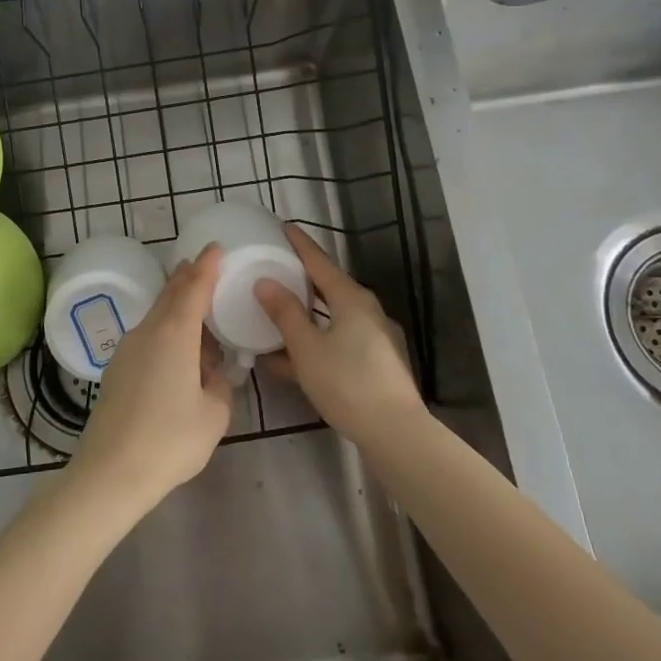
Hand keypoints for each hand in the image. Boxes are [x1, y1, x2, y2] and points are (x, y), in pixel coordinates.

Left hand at [66, 247, 233, 512]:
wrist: (110, 472)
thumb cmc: (170, 440)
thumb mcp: (213, 415)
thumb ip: (218, 387)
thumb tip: (209, 376)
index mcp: (175, 334)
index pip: (193, 288)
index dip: (206, 266)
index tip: (214, 247)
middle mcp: (148, 332)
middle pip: (169, 295)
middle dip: (187, 279)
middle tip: (202, 266)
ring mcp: (127, 350)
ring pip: (156, 318)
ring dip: (177, 311)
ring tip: (199, 322)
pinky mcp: (116, 370)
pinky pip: (147, 338)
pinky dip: (165, 334)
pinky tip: (177, 358)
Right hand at [254, 226, 424, 444]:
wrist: (396, 433)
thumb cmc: (347, 383)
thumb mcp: (307, 348)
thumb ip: (285, 313)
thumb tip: (265, 282)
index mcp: (351, 298)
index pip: (319, 261)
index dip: (299, 244)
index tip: (283, 227)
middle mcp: (367, 311)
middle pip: (328, 288)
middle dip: (301, 280)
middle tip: (275, 270)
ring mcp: (375, 338)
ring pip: (331, 318)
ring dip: (305, 316)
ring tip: (276, 315)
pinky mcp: (376, 364)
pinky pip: (338, 341)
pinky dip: (315, 342)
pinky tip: (289, 360)